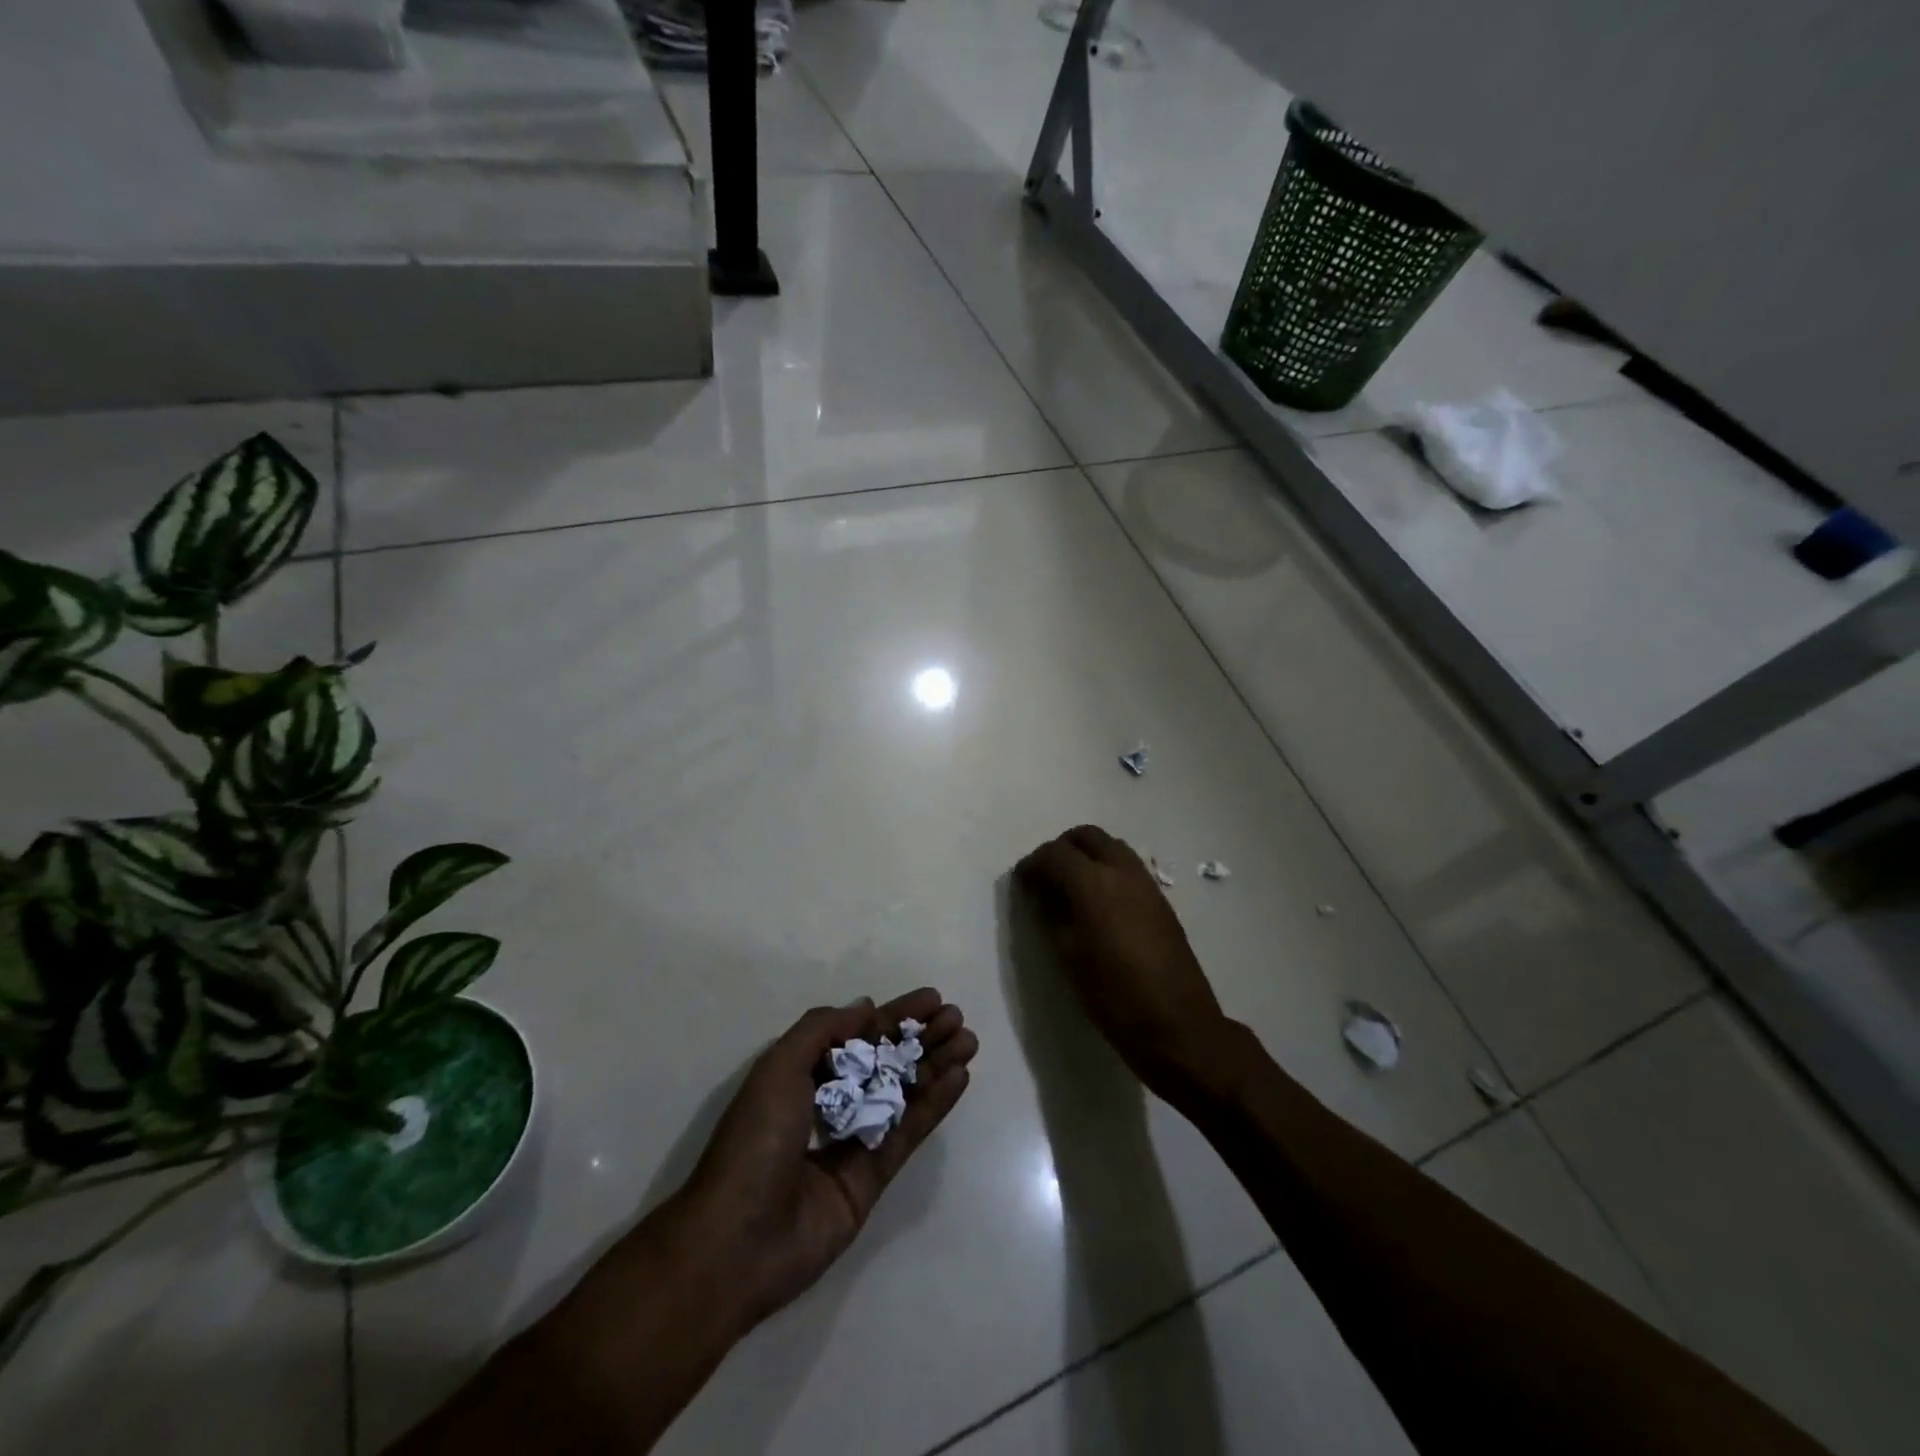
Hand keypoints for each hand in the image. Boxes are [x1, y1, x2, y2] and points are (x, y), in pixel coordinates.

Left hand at [679, 990, 977, 1332]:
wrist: (739, 1241)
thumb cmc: (755, 1141)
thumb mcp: (778, 1068)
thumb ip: (822, 1030)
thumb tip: (866, 1008)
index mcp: (802, 1075)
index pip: (857, 1036)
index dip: (894, 1016)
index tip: (930, 999)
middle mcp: (830, 1103)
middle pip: (885, 1061)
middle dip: (920, 1038)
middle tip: (956, 1018)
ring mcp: (853, 1141)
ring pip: (902, 1093)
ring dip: (935, 1065)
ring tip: (968, 1041)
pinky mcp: (872, 1176)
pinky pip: (908, 1132)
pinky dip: (934, 1104)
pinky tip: (959, 1078)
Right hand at [1014, 825, 1227, 1096]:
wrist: (1177, 1025)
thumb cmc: (1114, 996)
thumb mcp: (1069, 956)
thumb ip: (1051, 915)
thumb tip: (1040, 893)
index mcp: (1094, 884)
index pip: (1054, 854)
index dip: (1032, 865)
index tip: (1021, 884)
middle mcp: (1122, 872)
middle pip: (1087, 836)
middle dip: (1061, 849)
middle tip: (1046, 878)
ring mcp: (1146, 884)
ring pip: (1111, 847)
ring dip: (1087, 856)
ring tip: (1070, 890)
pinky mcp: (1161, 900)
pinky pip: (1128, 867)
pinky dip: (1107, 870)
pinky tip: (1098, 905)